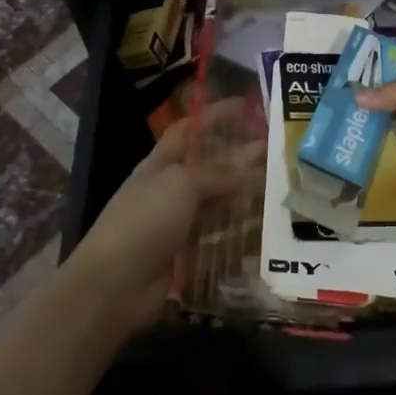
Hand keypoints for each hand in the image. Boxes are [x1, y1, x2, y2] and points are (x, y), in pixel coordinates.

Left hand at [65, 106, 261, 337]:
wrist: (114, 287)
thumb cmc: (144, 222)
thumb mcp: (181, 185)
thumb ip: (217, 172)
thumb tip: (252, 158)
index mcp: (161, 164)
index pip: (190, 130)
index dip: (215, 116)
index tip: (248, 107)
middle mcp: (171, 190)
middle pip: (209, 167)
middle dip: (239, 158)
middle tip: (278, 152)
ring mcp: (178, 224)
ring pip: (218, 203)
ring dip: (244, 196)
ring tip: (281, 189)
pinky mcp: (188, 255)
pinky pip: (219, 238)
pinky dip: (240, 234)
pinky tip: (267, 230)